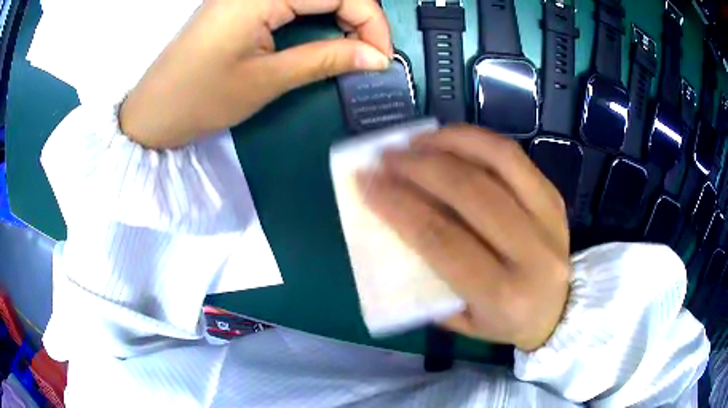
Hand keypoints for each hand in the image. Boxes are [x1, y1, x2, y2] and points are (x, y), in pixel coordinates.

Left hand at [120, 0, 391, 148]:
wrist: (153, 112)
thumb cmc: (201, 99)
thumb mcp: (267, 80)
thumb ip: (325, 60)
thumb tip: (376, 58)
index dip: (371, 20)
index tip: (382, 56)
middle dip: (359, 16)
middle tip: (370, 52)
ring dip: (341, 13)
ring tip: (352, 46)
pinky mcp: (241, 1)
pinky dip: (317, 13)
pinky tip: (325, 33)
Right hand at [359, 126, 570, 350]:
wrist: (560, 311)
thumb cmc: (505, 322)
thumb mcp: (462, 319)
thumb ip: (430, 281)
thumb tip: (398, 226)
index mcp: (504, 294)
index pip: (444, 240)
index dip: (400, 206)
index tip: (367, 183)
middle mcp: (532, 253)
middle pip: (471, 193)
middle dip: (419, 167)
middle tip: (386, 157)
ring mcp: (549, 217)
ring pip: (498, 161)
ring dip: (449, 143)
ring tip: (415, 141)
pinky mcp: (554, 196)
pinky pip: (513, 156)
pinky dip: (476, 140)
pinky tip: (448, 139)